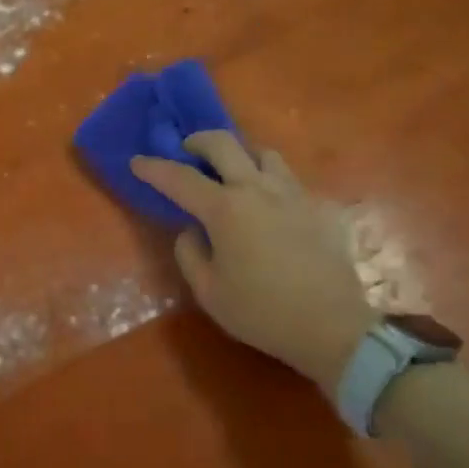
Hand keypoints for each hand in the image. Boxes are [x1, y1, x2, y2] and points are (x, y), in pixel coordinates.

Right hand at [131, 133, 378, 391]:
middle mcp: (257, 189)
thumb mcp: (208, 291)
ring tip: (233, 173)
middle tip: (187, 152)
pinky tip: (269, 206)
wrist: (331, 326)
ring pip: (263, 153)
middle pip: (224, 143)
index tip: (137, 162)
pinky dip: (270, 182)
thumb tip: (192, 230)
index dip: (154, 168)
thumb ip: (189, 253)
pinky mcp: (318, 206)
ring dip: (240, 155)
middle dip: (198, 141)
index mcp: (225, 209)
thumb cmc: (261, 312)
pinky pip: (288, 180)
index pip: (179, 178)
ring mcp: (292, 193)